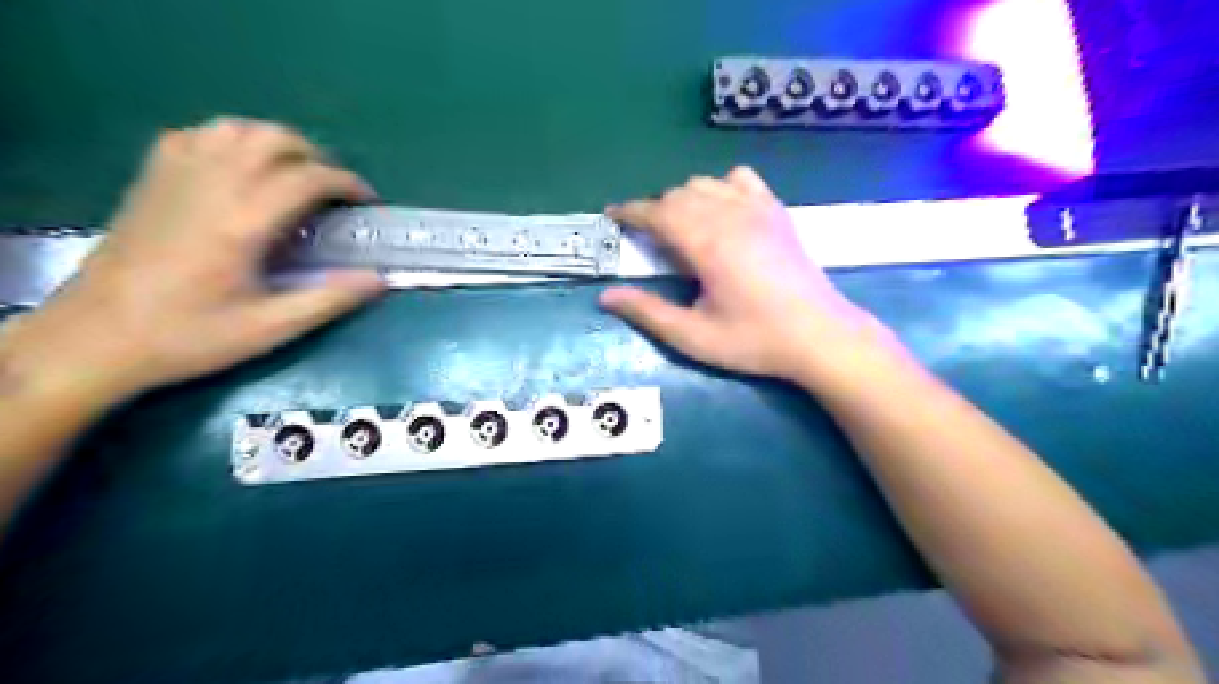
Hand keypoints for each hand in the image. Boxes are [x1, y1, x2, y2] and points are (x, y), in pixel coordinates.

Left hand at [3, 119, 385, 404]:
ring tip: (294, 175)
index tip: (367, 202)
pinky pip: (196, 135)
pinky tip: (242, 170)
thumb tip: (379, 279)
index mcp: (241, 222)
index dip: (347, 183)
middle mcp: (209, 186)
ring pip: (235, 128)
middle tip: (334, 190)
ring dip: (276, 143)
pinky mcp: (151, 179)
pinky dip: (231, 141)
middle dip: (316, 156)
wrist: (96, 338)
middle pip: (273, 138)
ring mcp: (174, 177)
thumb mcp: (270, 329)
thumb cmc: (189, 336)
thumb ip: (329, 300)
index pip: (306, 177)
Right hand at [600, 169, 893, 383]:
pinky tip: (721, 211)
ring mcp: (757, 208)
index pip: (657, 212)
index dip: (630, 212)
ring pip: (705, 183)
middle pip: (678, 194)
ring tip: (680, 227)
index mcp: (706, 243)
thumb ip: (648, 312)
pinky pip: (740, 179)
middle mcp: (729, 214)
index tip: (613, 216)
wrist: (819, 336)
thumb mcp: (694, 336)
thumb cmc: (754, 340)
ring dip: (684, 199)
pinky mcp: (776, 211)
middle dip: (655, 210)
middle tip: (647, 239)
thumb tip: (606, 296)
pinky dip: (720, 186)